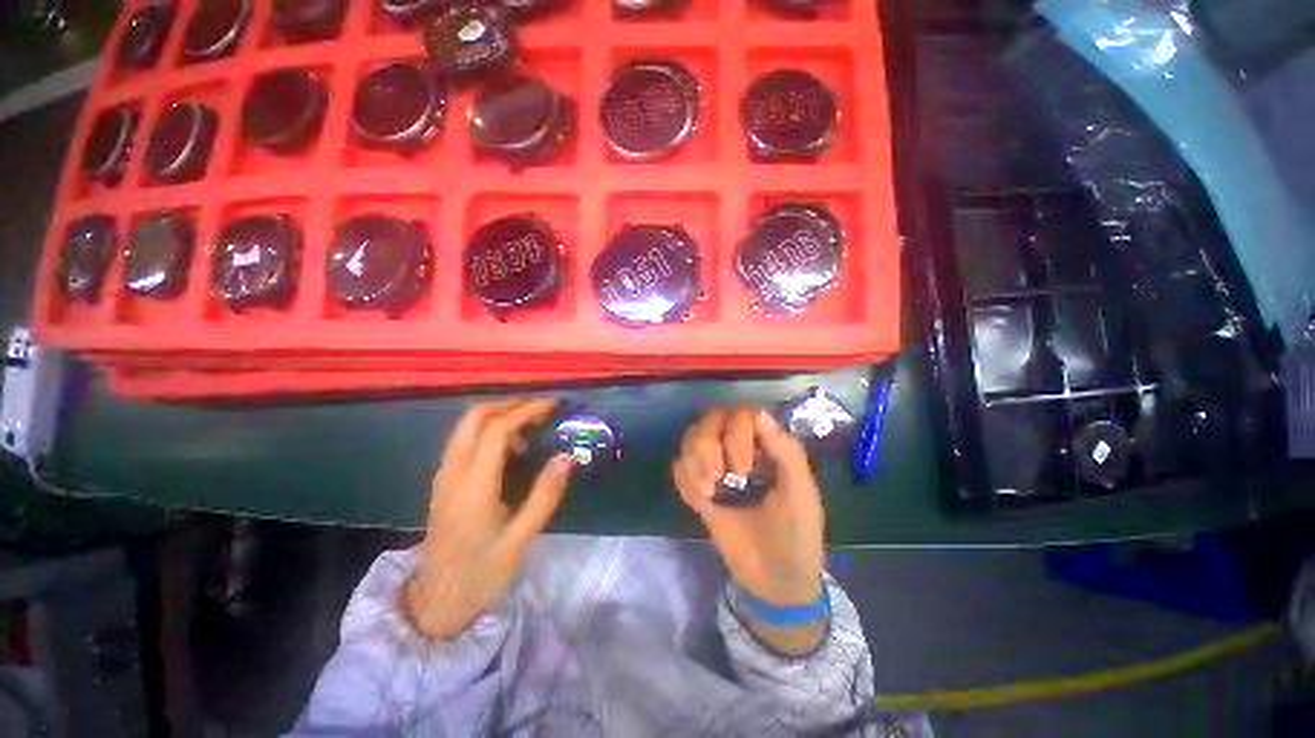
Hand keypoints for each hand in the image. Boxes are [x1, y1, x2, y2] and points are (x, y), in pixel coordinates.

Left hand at [404, 399, 572, 639]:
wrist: (435, 601)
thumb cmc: (481, 572)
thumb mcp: (520, 539)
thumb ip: (545, 495)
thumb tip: (566, 457)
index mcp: (473, 484)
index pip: (497, 429)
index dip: (526, 411)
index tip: (552, 406)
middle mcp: (453, 471)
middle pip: (474, 417)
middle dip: (509, 404)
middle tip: (540, 410)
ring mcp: (444, 474)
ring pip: (467, 426)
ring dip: (499, 416)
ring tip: (531, 428)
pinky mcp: (444, 480)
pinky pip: (465, 440)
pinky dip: (489, 430)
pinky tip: (511, 449)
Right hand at [672, 406, 825, 608]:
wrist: (775, 580)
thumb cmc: (797, 534)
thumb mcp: (800, 492)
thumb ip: (786, 451)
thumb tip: (758, 414)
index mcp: (765, 445)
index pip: (741, 414)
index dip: (736, 434)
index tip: (743, 470)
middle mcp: (738, 448)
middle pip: (708, 420)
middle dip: (706, 446)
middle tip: (717, 478)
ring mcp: (717, 467)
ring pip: (690, 438)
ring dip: (693, 462)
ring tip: (708, 492)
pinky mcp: (700, 487)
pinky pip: (679, 467)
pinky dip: (685, 481)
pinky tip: (702, 503)